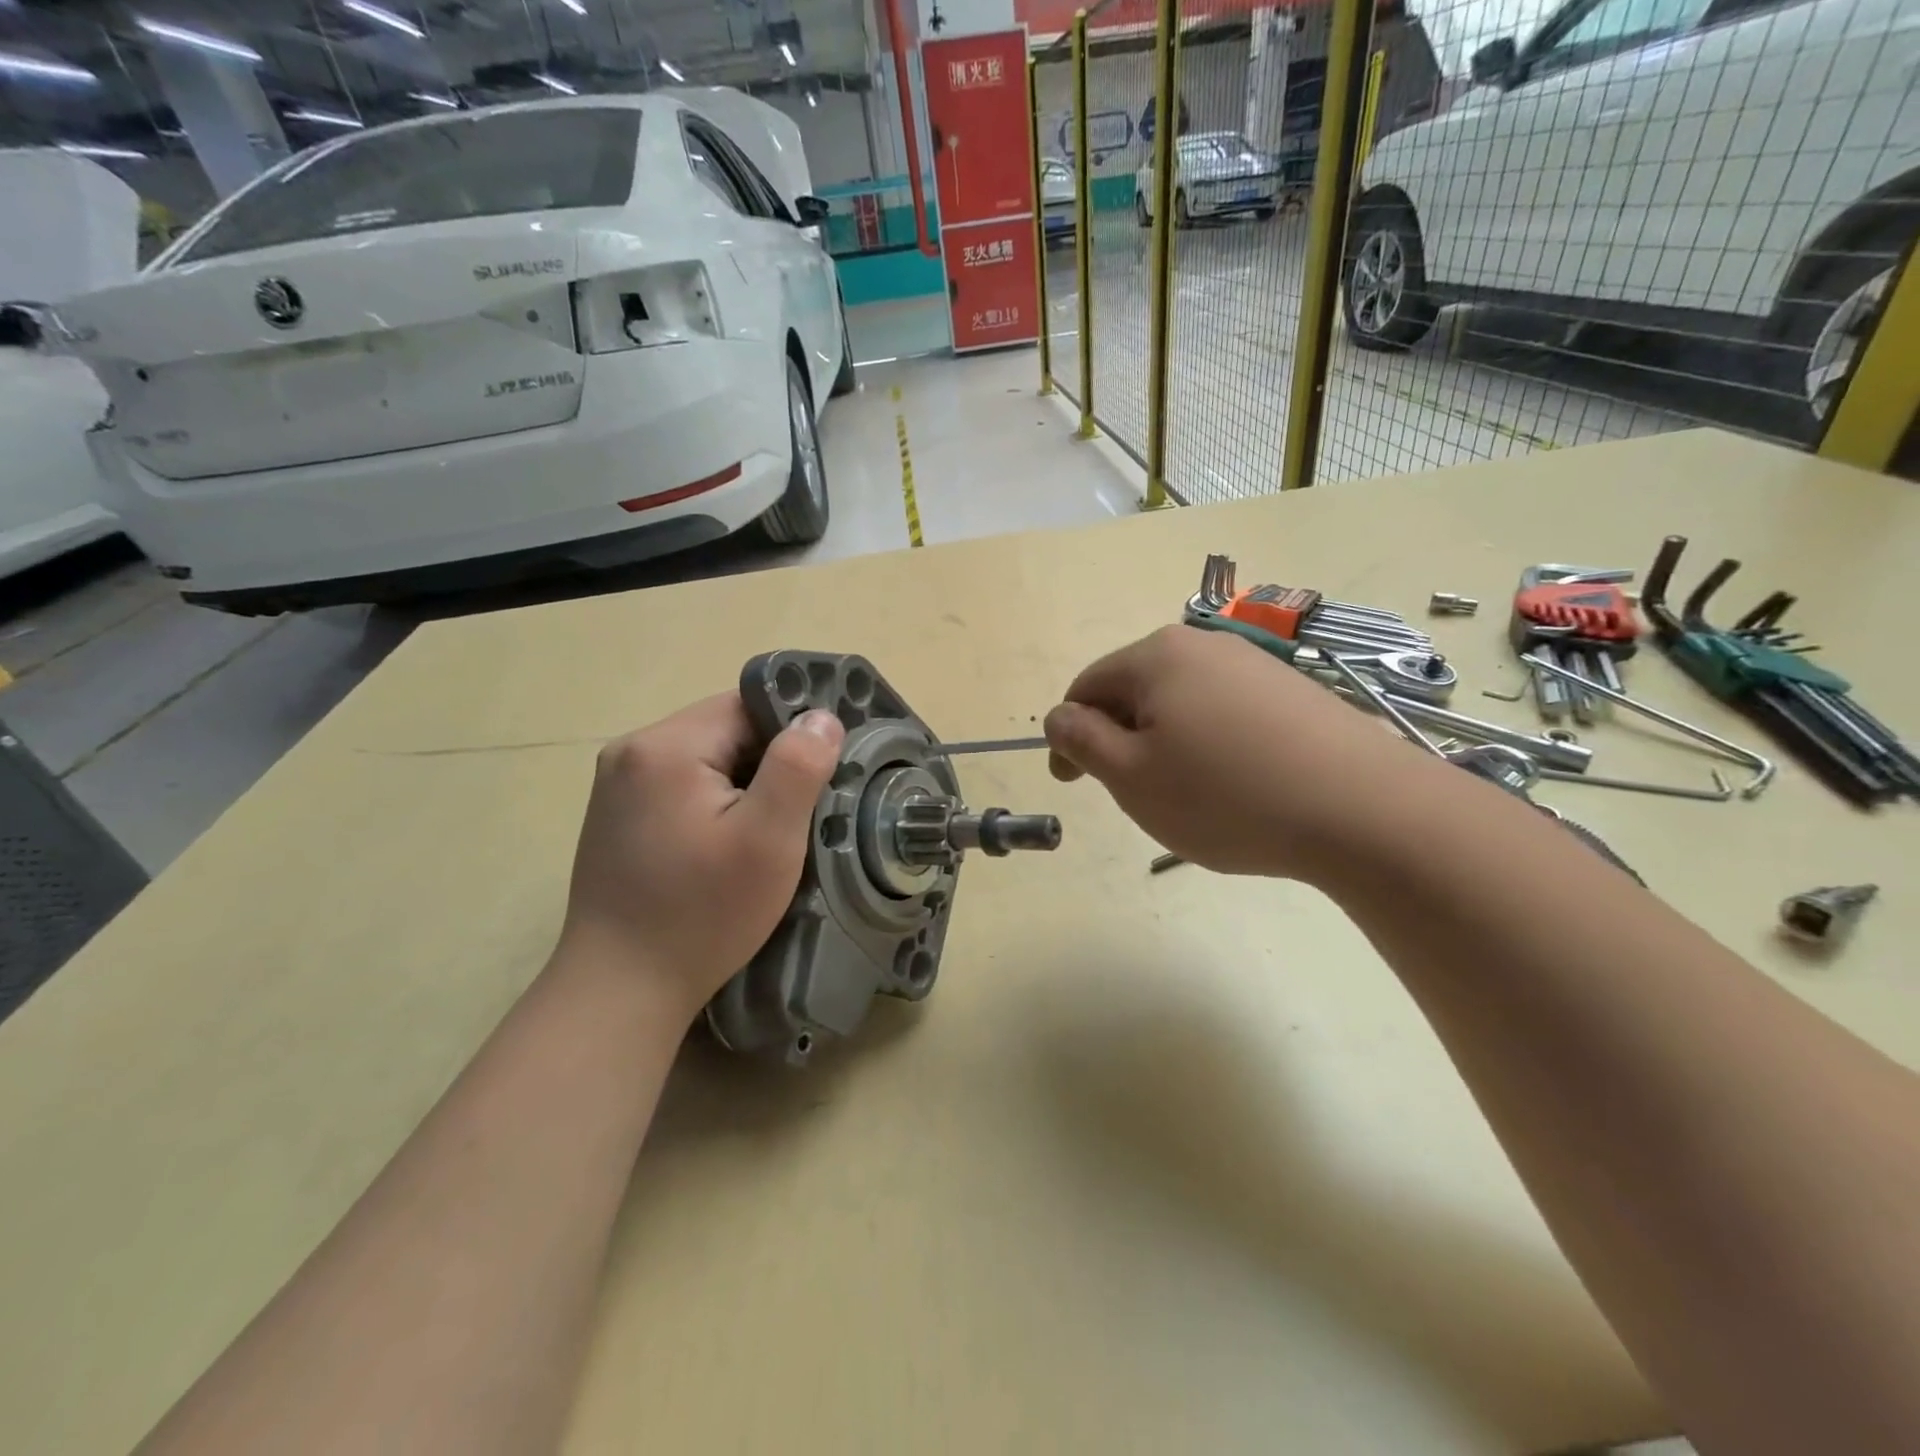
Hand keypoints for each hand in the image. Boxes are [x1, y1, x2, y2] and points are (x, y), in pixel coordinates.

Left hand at [558, 694, 844, 1022]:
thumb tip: (821, 717)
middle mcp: (632, 750)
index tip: (820, 778)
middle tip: (796, 816)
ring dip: (743, 785)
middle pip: (725, 730)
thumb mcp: (768, 840)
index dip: (792, 736)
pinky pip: (682, 785)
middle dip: (767, 764)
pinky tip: (724, 845)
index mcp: (666, 745)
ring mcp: (618, 783)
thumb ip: (798, 767)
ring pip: (706, 758)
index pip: (748, 706)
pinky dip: (714, 803)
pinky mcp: (616, 813)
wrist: (622, 988)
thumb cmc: (702, 914)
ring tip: (764, 833)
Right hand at [1043, 625, 1418, 879]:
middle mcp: (1204, 645)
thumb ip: (1082, 741)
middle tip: (1134, 793)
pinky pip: (1225, 712)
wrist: (1365, 810)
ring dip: (1165, 743)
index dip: (1069, 736)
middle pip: (1135, 689)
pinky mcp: (1292, 691)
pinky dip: (1210, 744)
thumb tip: (1059, 717)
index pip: (1087, 687)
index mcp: (1156, 655)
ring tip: (1187, 793)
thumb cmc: (1226, 795)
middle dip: (1121, 738)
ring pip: (1181, 702)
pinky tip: (1235, 784)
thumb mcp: (1132, 776)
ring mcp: (1254, 664)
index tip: (1073, 782)